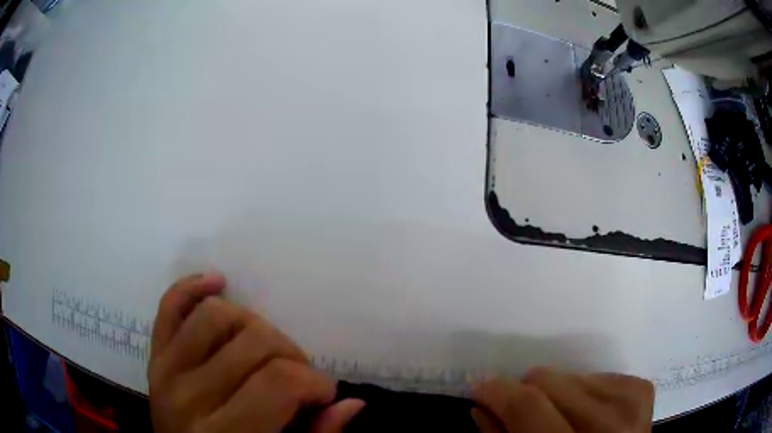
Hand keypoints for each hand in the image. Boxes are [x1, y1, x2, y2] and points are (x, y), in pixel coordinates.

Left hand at [148, 273, 363, 432]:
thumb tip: (353, 403)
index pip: (279, 382)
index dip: (315, 383)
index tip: (323, 395)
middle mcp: (189, 398)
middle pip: (253, 342)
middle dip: (291, 356)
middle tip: (297, 379)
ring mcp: (165, 371)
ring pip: (215, 315)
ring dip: (253, 325)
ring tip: (265, 350)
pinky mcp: (154, 356)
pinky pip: (169, 306)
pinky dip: (192, 288)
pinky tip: (217, 283)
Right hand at [472, 367, 654, 432]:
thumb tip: (483, 403)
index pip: (530, 406)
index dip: (499, 392)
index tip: (481, 387)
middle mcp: (608, 426)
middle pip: (552, 381)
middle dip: (527, 391)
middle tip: (522, 410)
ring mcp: (631, 404)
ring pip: (572, 375)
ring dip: (557, 393)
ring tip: (560, 418)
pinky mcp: (642, 390)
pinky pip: (599, 375)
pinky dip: (583, 391)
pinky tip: (585, 413)